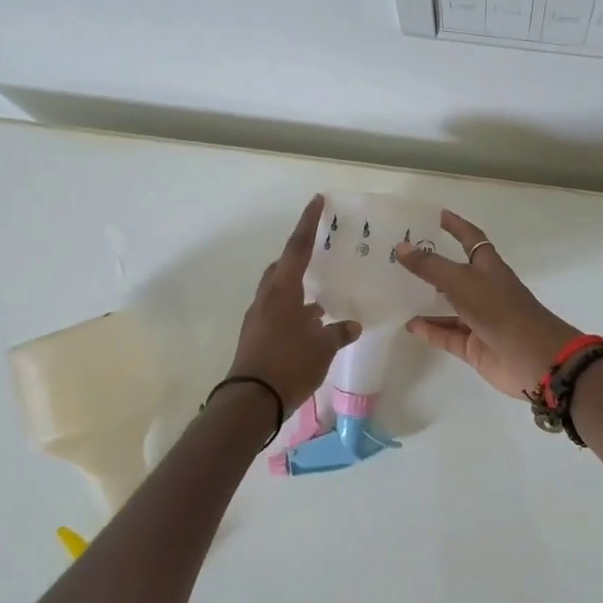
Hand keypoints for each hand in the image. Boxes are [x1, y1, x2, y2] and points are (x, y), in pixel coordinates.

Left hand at [225, 196, 360, 410]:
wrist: (251, 401)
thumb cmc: (289, 365)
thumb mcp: (322, 348)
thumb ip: (338, 332)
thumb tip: (351, 324)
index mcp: (283, 291)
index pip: (297, 249)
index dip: (308, 224)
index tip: (316, 202)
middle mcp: (267, 298)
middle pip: (283, 267)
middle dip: (299, 257)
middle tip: (320, 253)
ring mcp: (259, 318)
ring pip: (280, 291)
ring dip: (299, 288)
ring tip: (322, 294)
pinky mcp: (257, 336)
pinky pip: (279, 312)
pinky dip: (295, 310)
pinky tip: (312, 324)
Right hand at [395, 210, 581, 399]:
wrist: (533, 357)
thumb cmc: (500, 309)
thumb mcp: (462, 281)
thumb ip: (430, 266)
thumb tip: (401, 247)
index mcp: (488, 267)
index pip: (470, 239)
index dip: (456, 226)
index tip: (436, 215)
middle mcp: (484, 290)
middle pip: (455, 273)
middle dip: (431, 265)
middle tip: (400, 257)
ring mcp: (479, 319)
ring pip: (448, 307)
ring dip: (426, 301)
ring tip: (396, 293)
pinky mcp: (474, 346)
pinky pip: (447, 335)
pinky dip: (430, 330)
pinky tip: (409, 325)